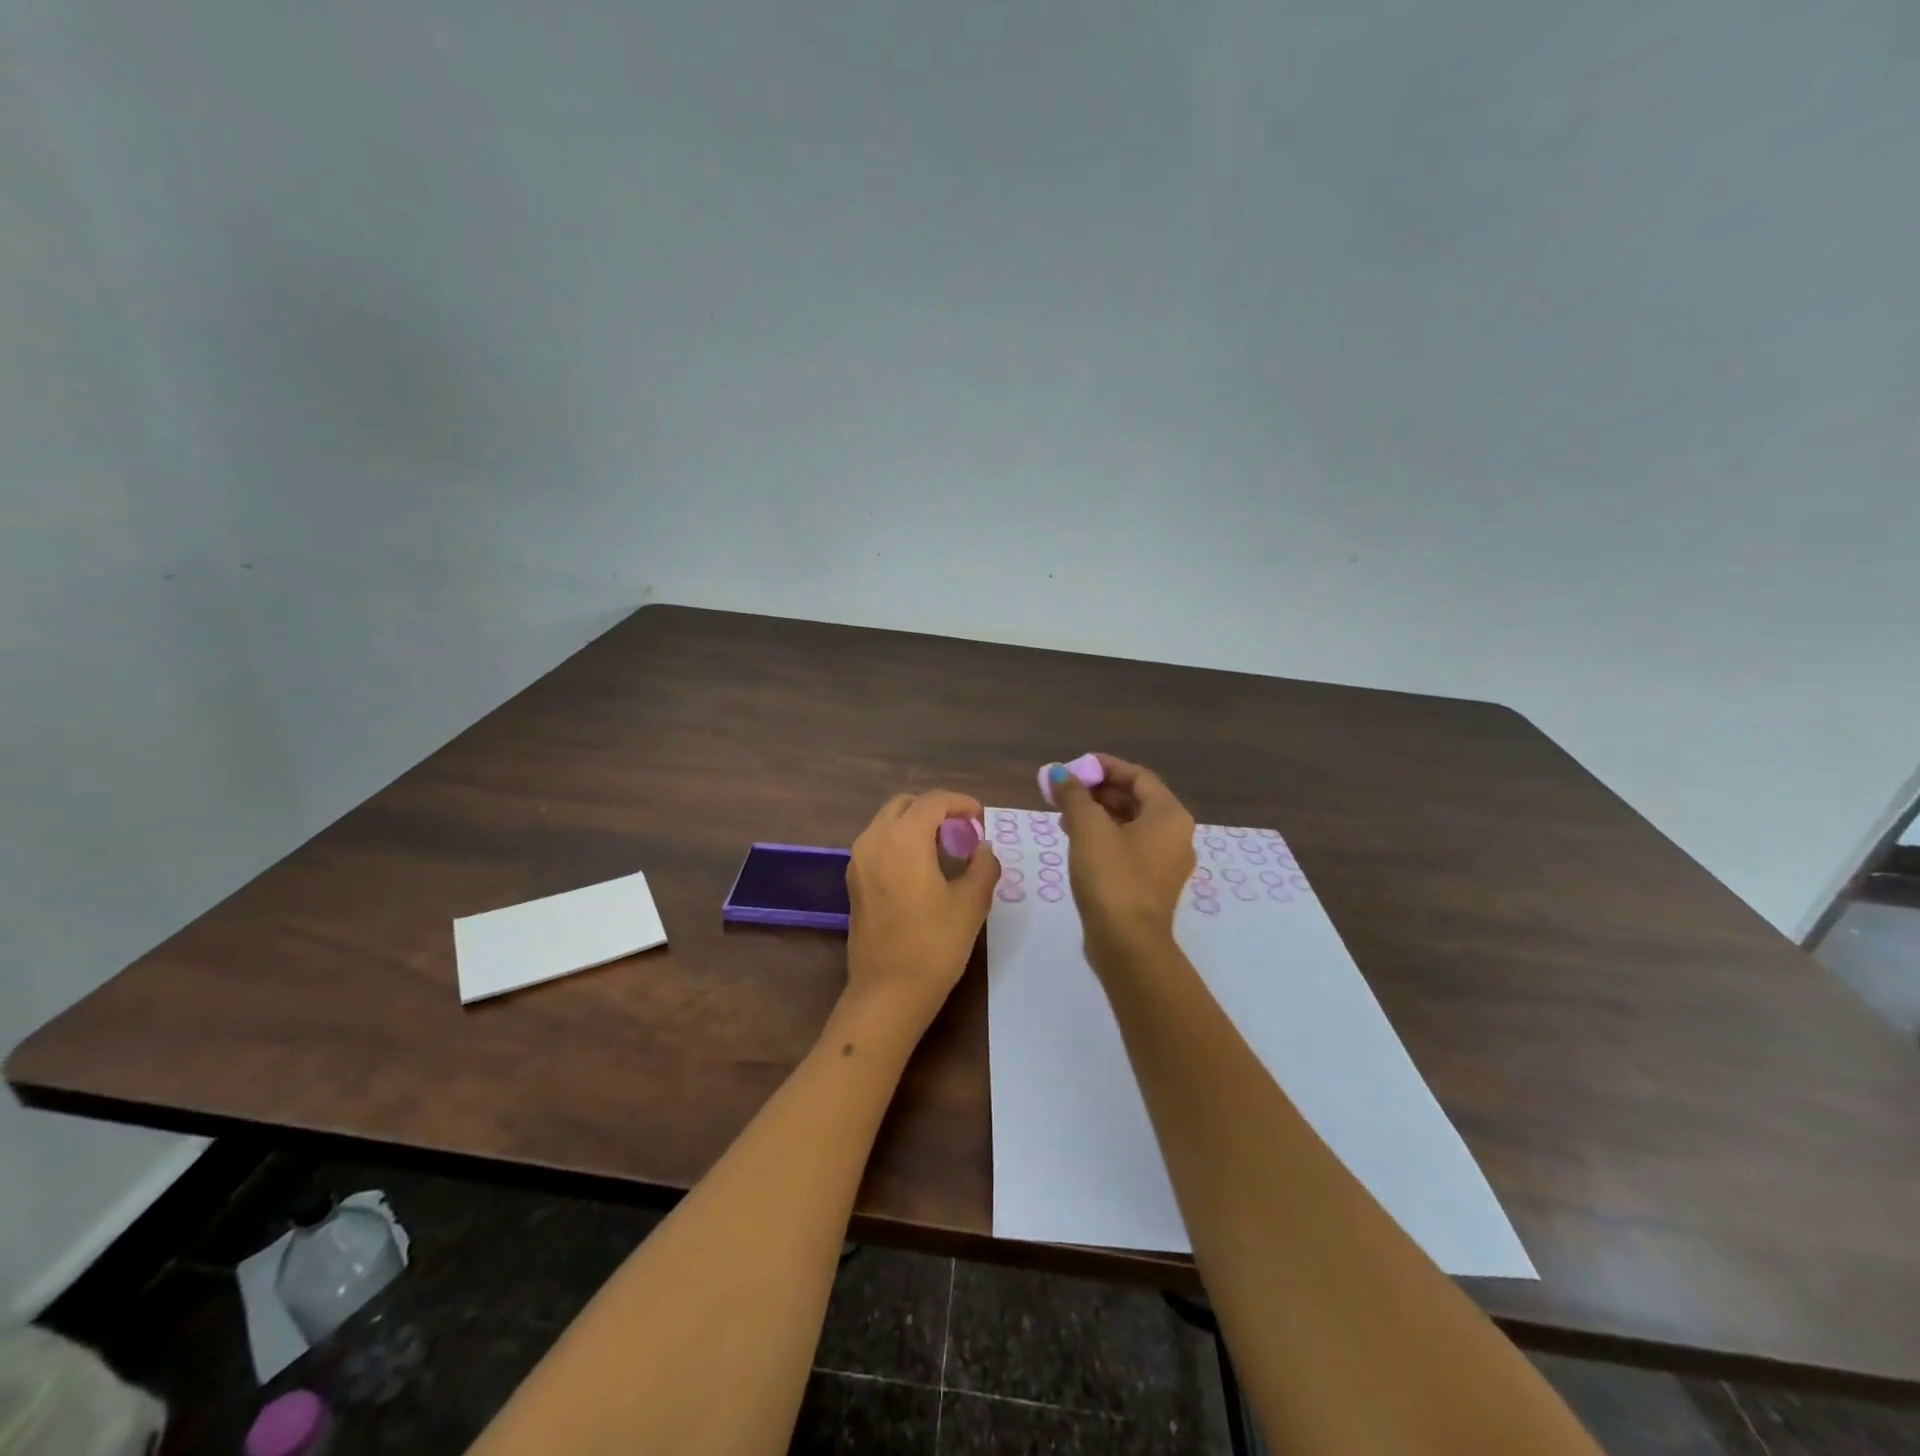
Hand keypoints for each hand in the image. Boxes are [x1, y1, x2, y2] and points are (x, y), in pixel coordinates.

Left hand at [844, 790, 1000, 1036]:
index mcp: (903, 838)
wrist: (888, 992)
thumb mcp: (971, 903)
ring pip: (887, 823)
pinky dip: (900, 842)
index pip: (932, 801)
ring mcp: (858, 861)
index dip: (960, 803)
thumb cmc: (934, 944)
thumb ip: (983, 866)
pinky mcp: (853, 882)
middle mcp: (874, 840)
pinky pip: (878, 844)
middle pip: (905, 805)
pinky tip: (923, 869)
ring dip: (915, 825)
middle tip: (961, 831)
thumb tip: (983, 849)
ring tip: (945, 850)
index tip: (980, 818)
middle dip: (935, 810)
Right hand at [1047, 754, 1195, 968]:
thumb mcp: (1088, 828)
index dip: (1105, 767)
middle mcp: (1176, 836)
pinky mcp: (1151, 885)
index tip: (1075, 766)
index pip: (1138, 776)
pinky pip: (1129, 848)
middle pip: (1136, 800)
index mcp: (1170, 815)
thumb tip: (1057, 772)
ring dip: (1098, 814)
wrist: (1127, 944)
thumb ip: (1073, 795)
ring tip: (1064, 814)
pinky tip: (1077, 842)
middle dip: (1098, 791)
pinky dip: (1105, 838)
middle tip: (1065, 790)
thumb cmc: (1112, 877)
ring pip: (1131, 825)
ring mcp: (1166, 863)